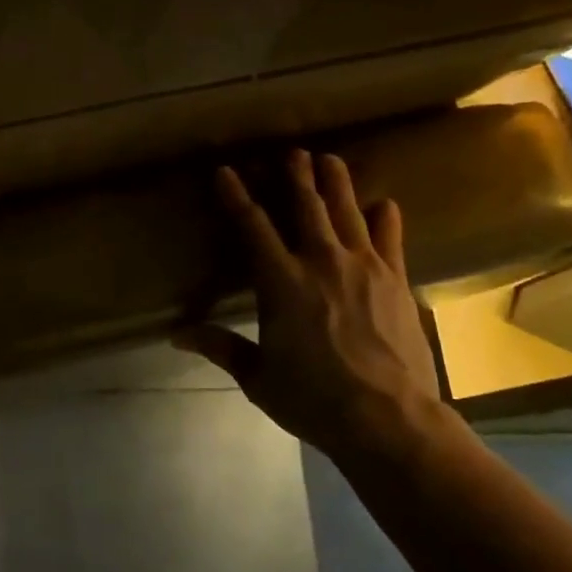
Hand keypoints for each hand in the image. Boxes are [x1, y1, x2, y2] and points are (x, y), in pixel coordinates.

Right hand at [176, 150, 443, 462]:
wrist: (389, 420)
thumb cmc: (314, 399)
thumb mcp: (258, 377)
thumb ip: (220, 347)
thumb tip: (176, 334)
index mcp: (280, 281)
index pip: (252, 225)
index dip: (236, 195)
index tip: (226, 171)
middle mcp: (320, 261)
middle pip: (306, 205)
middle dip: (296, 175)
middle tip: (292, 151)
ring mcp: (363, 266)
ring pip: (347, 211)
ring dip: (336, 182)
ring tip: (330, 159)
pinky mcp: (396, 280)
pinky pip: (390, 237)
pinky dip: (384, 217)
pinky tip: (383, 204)